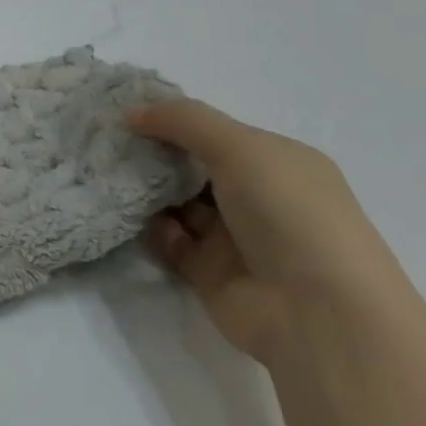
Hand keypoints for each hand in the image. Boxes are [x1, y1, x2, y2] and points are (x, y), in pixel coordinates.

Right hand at [126, 99, 421, 364]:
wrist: (319, 315)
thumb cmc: (289, 214)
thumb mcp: (240, 147)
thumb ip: (183, 120)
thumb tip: (132, 112)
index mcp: (277, 162)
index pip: (214, 130)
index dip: (171, 118)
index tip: (125, 110)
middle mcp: (257, 196)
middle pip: (191, 165)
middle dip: (151, 152)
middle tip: (105, 140)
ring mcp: (234, 236)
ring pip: (175, 202)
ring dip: (145, 190)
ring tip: (109, 174)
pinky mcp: (210, 272)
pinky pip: (170, 241)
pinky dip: (153, 230)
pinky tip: (143, 221)